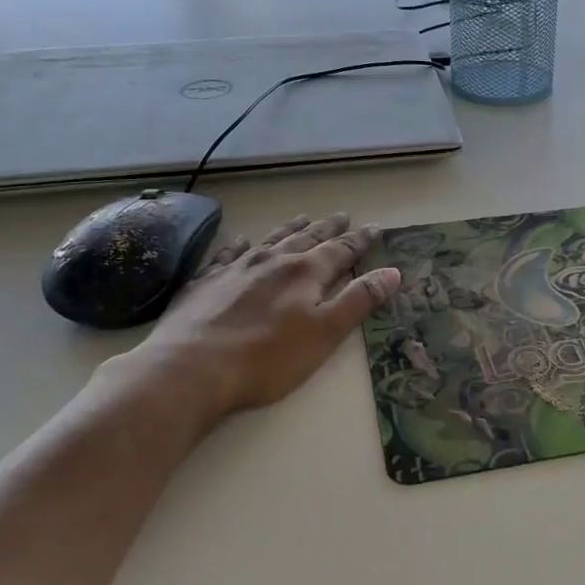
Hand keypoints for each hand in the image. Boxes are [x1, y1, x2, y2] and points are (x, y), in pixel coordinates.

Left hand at [113, 212, 401, 415]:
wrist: (191, 368)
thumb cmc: (268, 357)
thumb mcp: (326, 333)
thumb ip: (359, 300)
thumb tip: (392, 272)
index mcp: (305, 272)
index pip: (341, 250)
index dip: (360, 240)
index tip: (375, 229)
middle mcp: (272, 261)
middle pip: (307, 238)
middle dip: (328, 229)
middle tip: (342, 216)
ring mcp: (236, 268)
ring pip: (270, 240)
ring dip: (290, 229)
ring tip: (303, 218)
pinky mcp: (206, 282)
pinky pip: (228, 254)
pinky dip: (240, 246)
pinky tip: (241, 242)